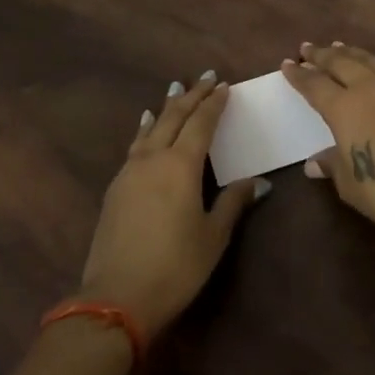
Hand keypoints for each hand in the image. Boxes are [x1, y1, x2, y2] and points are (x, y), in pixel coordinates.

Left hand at [79, 73, 266, 339]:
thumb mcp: (213, 236)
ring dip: (167, 107)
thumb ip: (233, 202)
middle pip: (174, 117)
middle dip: (192, 96)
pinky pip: (135, 145)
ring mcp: (129, 172)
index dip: (214, 103)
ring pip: (151, 128)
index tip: (225, 86)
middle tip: (206, 78)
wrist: (117, 297)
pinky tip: (146, 127)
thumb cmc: (175, 266)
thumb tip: (259, 181)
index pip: (201, 123)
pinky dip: (146, 129)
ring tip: (175, 90)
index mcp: (181, 165)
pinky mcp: (115, 188)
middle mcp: (153, 158)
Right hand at [281, 43, 374, 239]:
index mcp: (345, 108)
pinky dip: (372, 64)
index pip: (315, 85)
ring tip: (338, 46)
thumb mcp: (351, 184)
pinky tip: (372, 70)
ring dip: (349, 52)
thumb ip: (332, 166)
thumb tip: (315, 162)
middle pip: (341, 63)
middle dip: (321, 55)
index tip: (287, 64)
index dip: (300, 75)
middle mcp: (369, 90)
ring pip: (368, 61)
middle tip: (307, 48)